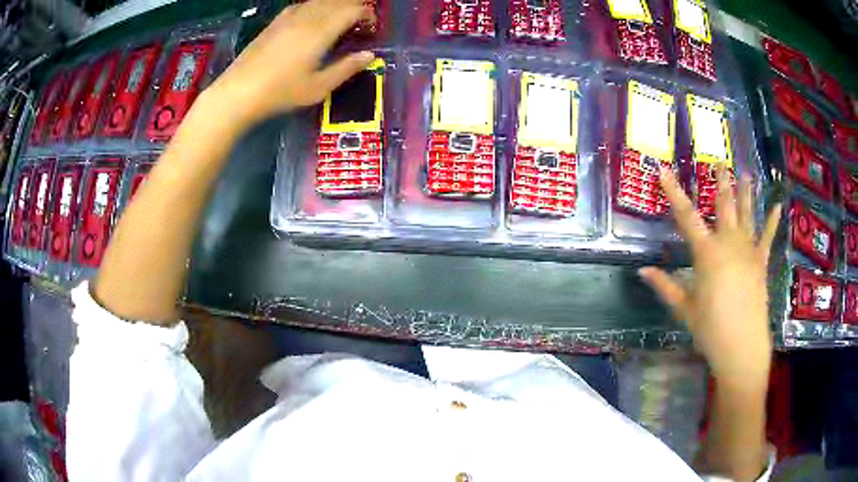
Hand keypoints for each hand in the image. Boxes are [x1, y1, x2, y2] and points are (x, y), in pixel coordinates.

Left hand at [206, 0, 374, 127]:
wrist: (238, 92)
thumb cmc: (281, 92)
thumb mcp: (318, 87)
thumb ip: (346, 68)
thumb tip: (369, 55)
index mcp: (321, 31)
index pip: (353, 10)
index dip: (367, 15)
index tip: (371, 28)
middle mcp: (307, 17)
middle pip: (338, 1)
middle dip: (354, 7)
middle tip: (359, 23)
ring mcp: (288, 18)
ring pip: (319, 1)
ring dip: (335, 6)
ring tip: (339, 20)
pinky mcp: (274, 23)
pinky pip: (301, 6)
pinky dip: (315, 7)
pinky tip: (313, 18)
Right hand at [639, 168, 781, 388]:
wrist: (742, 347)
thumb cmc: (711, 329)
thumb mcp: (684, 308)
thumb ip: (665, 286)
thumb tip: (642, 271)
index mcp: (707, 253)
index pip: (686, 216)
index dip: (673, 191)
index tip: (663, 169)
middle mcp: (729, 243)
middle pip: (724, 206)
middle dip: (720, 183)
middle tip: (719, 162)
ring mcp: (749, 250)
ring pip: (747, 214)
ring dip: (746, 192)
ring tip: (746, 173)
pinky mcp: (761, 262)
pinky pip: (768, 237)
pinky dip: (773, 221)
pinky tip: (778, 205)